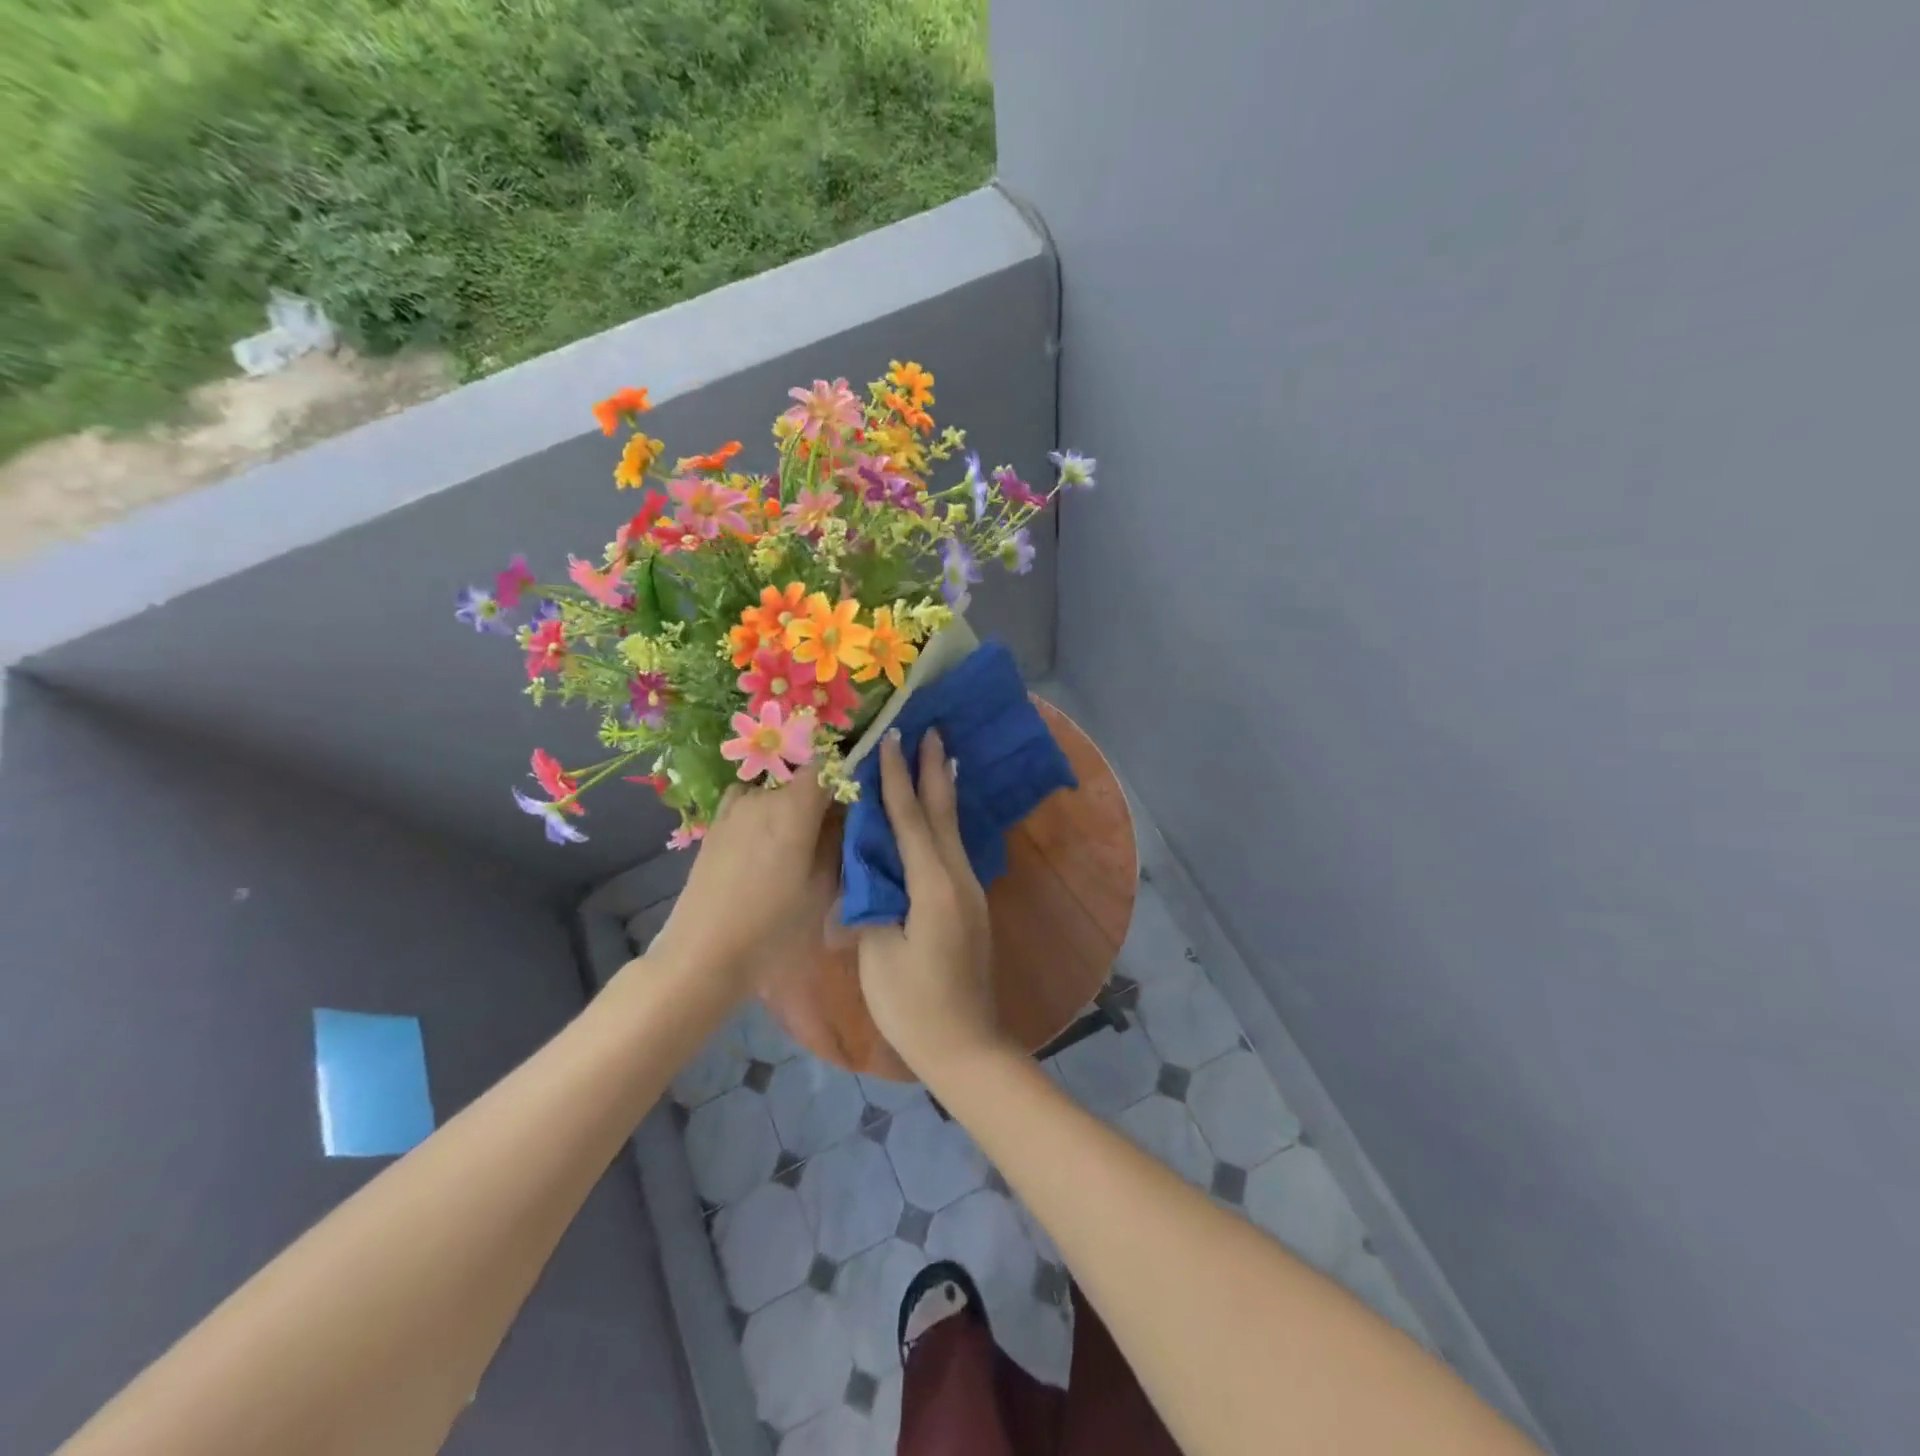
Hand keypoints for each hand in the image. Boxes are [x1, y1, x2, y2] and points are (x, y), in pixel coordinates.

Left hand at [653, 772, 831, 985]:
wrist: (705, 952)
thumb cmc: (774, 925)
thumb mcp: (823, 887)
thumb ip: (838, 840)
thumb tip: (847, 812)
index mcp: (794, 807)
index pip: (826, 766)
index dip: (843, 774)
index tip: (856, 797)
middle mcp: (763, 796)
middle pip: (801, 780)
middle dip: (820, 798)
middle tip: (832, 832)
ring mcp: (734, 808)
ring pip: (775, 793)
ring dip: (790, 807)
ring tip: (796, 843)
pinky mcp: (716, 824)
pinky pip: (749, 803)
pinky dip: (763, 812)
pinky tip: (765, 843)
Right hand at [855, 730, 1008, 1081]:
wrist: (965, 1046)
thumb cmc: (913, 1005)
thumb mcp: (878, 953)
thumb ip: (872, 901)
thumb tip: (865, 867)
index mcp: (933, 886)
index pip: (910, 820)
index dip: (899, 779)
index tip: (893, 738)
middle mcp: (959, 879)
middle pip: (942, 814)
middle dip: (933, 770)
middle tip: (932, 730)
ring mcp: (970, 891)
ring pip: (953, 830)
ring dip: (943, 792)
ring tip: (941, 758)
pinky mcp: (969, 905)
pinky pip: (955, 850)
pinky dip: (945, 822)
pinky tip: (942, 816)